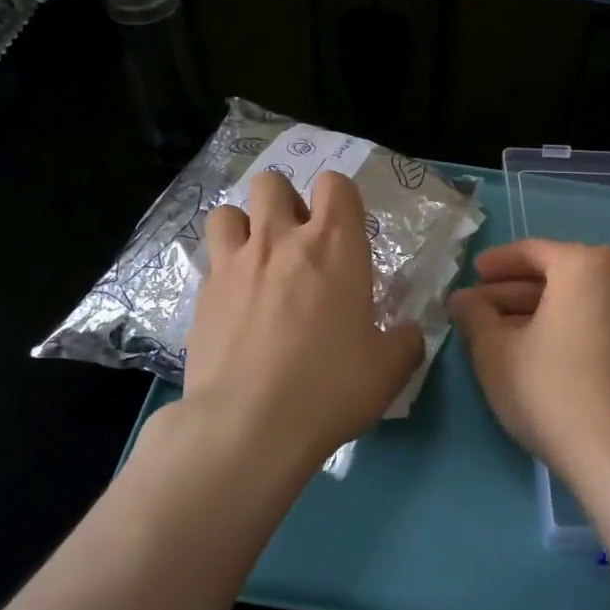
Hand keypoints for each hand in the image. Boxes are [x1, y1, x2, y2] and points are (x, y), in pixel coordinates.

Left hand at [183, 170, 423, 471]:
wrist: (249, 426)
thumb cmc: (331, 386)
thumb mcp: (390, 368)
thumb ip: (406, 340)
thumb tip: (408, 332)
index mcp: (334, 245)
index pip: (335, 183)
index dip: (340, 197)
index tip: (344, 229)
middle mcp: (280, 240)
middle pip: (271, 183)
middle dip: (285, 201)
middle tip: (297, 242)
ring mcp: (234, 264)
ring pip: (228, 212)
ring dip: (245, 227)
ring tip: (258, 261)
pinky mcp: (202, 295)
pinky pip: (211, 261)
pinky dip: (224, 270)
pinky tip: (236, 305)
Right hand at [448, 240, 609, 485]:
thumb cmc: (549, 389)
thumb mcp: (495, 351)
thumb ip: (474, 316)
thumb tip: (461, 300)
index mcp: (585, 265)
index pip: (532, 252)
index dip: (495, 263)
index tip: (470, 275)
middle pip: (554, 275)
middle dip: (511, 291)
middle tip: (475, 308)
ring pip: (573, 299)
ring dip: (532, 310)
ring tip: (493, 331)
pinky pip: (591, 318)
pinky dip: (560, 324)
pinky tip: (529, 348)